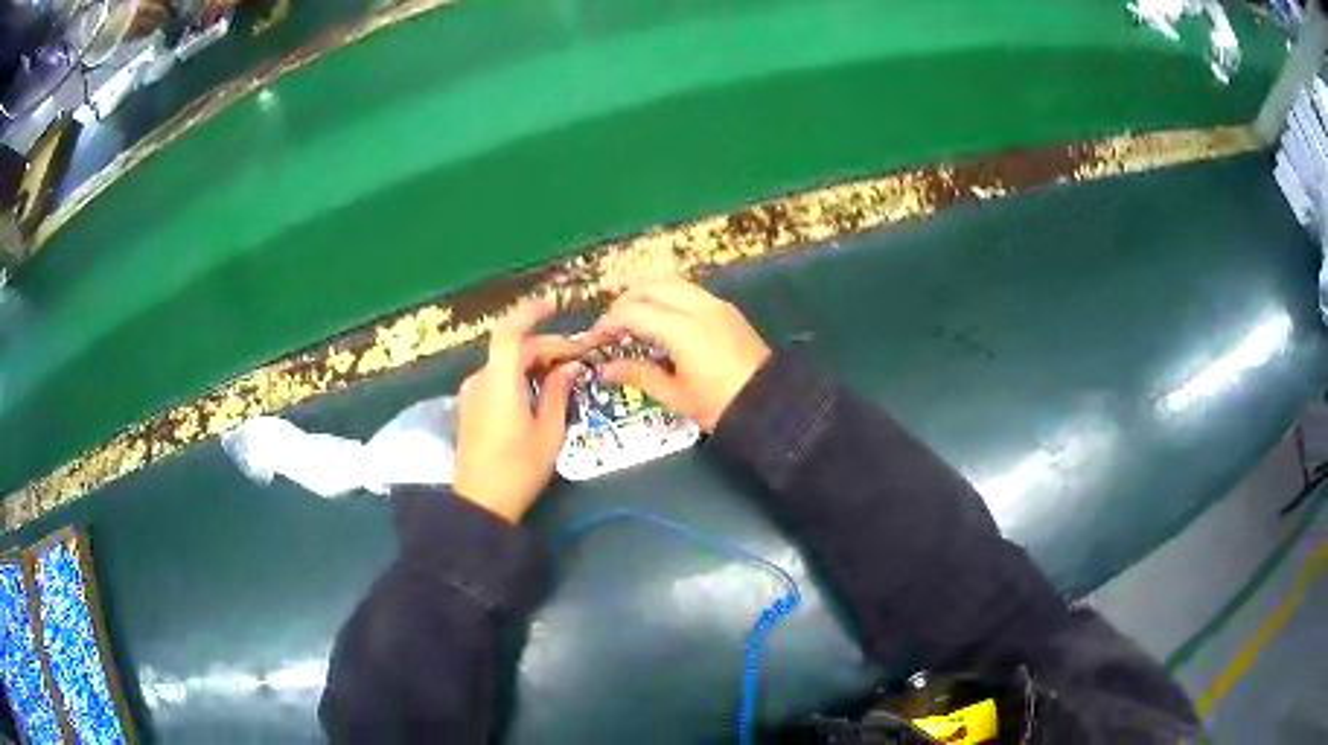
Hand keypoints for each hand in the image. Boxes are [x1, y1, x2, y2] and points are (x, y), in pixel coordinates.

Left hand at [453, 300, 580, 522]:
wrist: (480, 504)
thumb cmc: (518, 469)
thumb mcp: (548, 432)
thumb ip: (557, 393)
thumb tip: (569, 367)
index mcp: (499, 382)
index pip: (510, 332)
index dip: (529, 313)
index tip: (552, 306)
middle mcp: (481, 380)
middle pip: (513, 349)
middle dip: (546, 347)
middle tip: (577, 359)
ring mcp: (471, 395)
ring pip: (504, 364)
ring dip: (533, 362)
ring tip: (562, 375)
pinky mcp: (470, 409)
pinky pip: (496, 379)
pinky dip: (518, 375)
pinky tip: (538, 391)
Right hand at [586, 280, 770, 431]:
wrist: (771, 404)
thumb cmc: (720, 405)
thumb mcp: (675, 395)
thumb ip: (638, 375)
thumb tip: (606, 369)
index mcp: (682, 329)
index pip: (633, 312)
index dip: (607, 323)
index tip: (594, 341)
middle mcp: (698, 307)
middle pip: (649, 288)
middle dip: (623, 304)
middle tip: (610, 329)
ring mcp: (715, 304)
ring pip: (670, 284)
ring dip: (645, 297)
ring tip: (632, 324)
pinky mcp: (726, 309)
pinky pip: (688, 292)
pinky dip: (666, 299)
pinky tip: (660, 323)